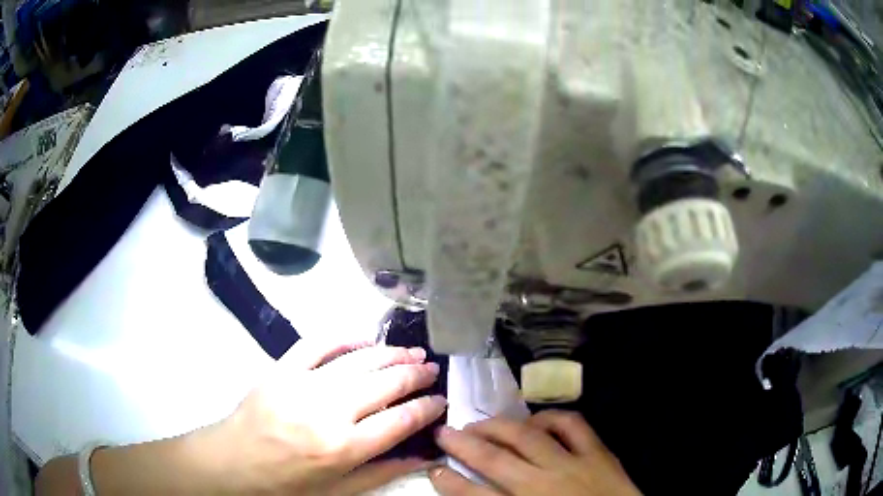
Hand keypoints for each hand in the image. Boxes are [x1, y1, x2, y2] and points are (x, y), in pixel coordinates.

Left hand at [203, 338, 446, 494]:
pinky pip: (317, 343)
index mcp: (343, 448)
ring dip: (390, 353)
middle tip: (433, 370)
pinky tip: (363, 339)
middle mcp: (327, 412)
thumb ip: (384, 472)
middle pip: (385, 383)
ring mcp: (302, 384)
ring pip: (358, 359)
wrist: (233, 462)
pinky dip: (344, 338)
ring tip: (412, 352)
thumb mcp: (339, 490)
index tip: (441, 400)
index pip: (400, 420)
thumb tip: (424, 455)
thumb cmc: (287, 484)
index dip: (427, 407)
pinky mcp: (281, 368)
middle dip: (416, 375)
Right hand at [429, 410, 640, 495]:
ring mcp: (573, 464)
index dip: (449, 481)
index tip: (433, 469)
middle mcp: (543, 484)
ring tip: (480, 422)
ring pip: (528, 437)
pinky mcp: (598, 453)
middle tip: (444, 432)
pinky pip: (572, 425)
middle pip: (495, 460)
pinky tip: (537, 418)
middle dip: (464, 445)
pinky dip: (551, 417)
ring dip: (499, 427)